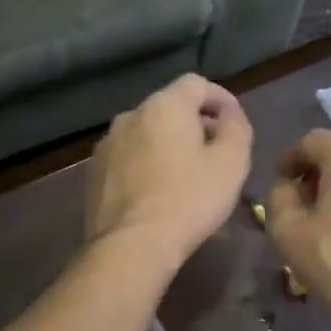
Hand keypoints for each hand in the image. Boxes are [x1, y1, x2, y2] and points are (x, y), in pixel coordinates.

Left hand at [86, 74, 252, 271]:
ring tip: (186, 174)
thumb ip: (237, 128)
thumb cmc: (189, 200)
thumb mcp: (231, 163)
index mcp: (164, 106)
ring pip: (145, 133)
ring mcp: (107, 145)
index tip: (234, 121)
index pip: (196, 83)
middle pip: (169, 107)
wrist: (131, 246)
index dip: (220, 98)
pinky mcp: (93, 173)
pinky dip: (146, 164)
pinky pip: (128, 157)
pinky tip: (157, 192)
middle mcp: (130, 116)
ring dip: (168, 144)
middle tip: (215, 151)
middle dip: (194, 123)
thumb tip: (229, 115)